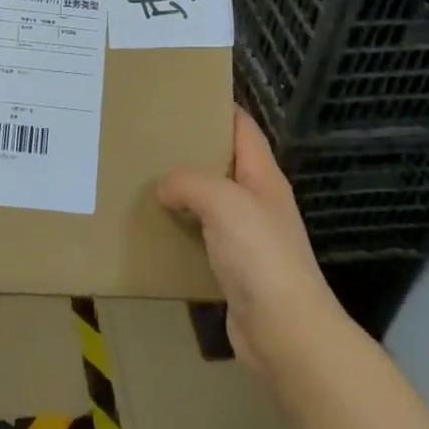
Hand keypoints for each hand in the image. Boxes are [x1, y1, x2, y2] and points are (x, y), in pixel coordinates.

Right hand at [158, 107, 347, 380]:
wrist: (286, 334)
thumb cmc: (261, 256)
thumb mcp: (223, 202)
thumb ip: (190, 182)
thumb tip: (164, 186)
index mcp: (263, 176)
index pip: (242, 127)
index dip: (217, 107)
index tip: (180, 95)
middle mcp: (257, 202)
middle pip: (222, 163)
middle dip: (189, 149)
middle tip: (148, 137)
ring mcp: (247, 238)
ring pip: (208, 203)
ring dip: (181, 193)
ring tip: (142, 179)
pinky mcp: (233, 270)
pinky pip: (201, 239)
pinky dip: (179, 231)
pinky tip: (153, 229)